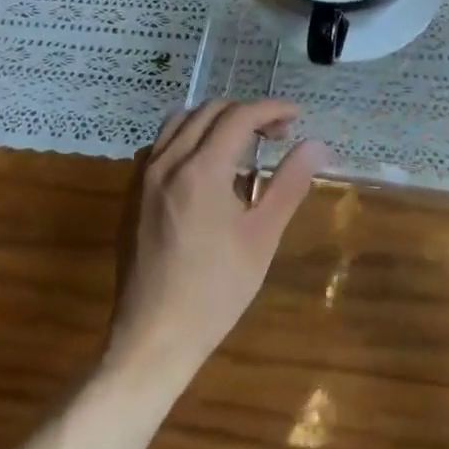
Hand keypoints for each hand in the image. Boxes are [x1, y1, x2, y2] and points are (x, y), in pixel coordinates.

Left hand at [104, 100, 328, 387]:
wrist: (153, 339)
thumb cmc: (216, 291)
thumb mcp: (262, 237)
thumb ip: (289, 183)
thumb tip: (316, 145)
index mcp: (201, 169)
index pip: (240, 116)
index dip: (272, 109)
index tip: (296, 117)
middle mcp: (167, 161)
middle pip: (209, 111)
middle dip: (247, 113)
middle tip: (276, 135)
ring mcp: (143, 176)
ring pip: (180, 122)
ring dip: (214, 121)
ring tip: (241, 145)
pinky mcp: (132, 194)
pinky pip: (160, 145)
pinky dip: (187, 138)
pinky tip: (205, 169)